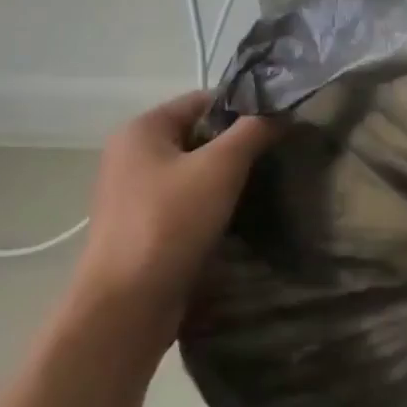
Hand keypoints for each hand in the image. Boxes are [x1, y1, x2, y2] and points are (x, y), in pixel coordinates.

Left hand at [78, 92, 276, 321]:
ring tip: (264, 188)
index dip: (242, 108)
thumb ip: (252, 132)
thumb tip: (280, 111)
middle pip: (198, 135)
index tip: (279, 126)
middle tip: (277, 158)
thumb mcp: (220, 168)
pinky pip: (185, 202)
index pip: (202, 100)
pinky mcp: (142, 227)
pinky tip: (238, 218)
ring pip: (193, 171)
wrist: (126, 306)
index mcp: (141, 129)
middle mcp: (131, 155)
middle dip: (237, 146)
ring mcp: (134, 194)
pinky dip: (211, 205)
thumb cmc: (169, 223)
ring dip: (226, 179)